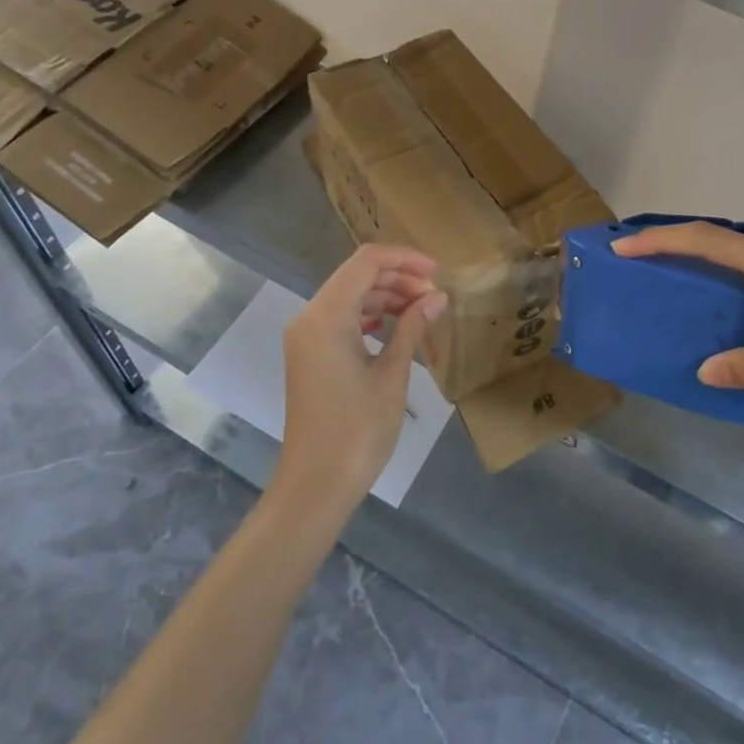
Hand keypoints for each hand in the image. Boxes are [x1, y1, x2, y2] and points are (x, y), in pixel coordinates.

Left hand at [274, 245, 447, 511]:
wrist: (316, 484)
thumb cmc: (358, 429)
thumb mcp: (392, 374)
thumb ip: (412, 327)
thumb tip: (436, 297)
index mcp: (326, 316)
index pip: (366, 262)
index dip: (404, 259)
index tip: (438, 272)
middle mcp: (309, 317)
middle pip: (357, 275)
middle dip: (398, 278)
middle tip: (434, 297)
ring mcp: (306, 337)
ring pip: (349, 295)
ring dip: (386, 297)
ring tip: (421, 313)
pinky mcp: (309, 354)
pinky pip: (341, 318)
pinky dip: (370, 315)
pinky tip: (393, 327)